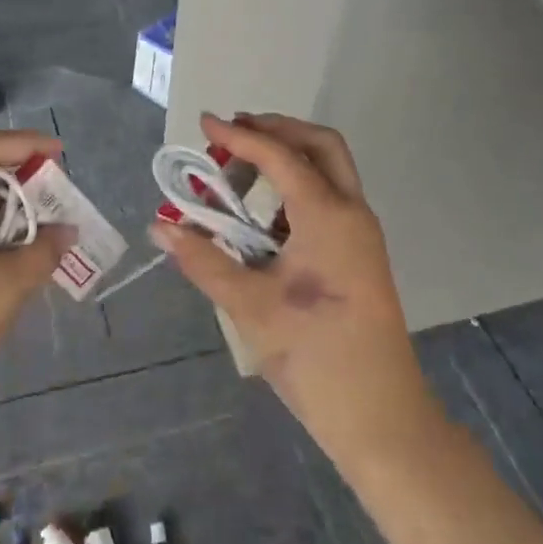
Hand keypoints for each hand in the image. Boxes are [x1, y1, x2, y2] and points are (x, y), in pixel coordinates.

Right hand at [152, 113, 432, 461]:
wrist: (382, 419)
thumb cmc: (316, 357)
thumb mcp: (250, 306)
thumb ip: (204, 260)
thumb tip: (160, 225)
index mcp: (328, 216)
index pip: (279, 156)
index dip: (238, 136)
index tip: (203, 124)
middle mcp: (351, 212)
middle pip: (319, 144)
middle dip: (276, 129)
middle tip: (232, 134)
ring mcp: (360, 234)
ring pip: (328, 170)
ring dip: (287, 158)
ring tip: (238, 172)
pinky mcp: (359, 254)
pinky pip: (328, 200)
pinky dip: (295, 189)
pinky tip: (261, 217)